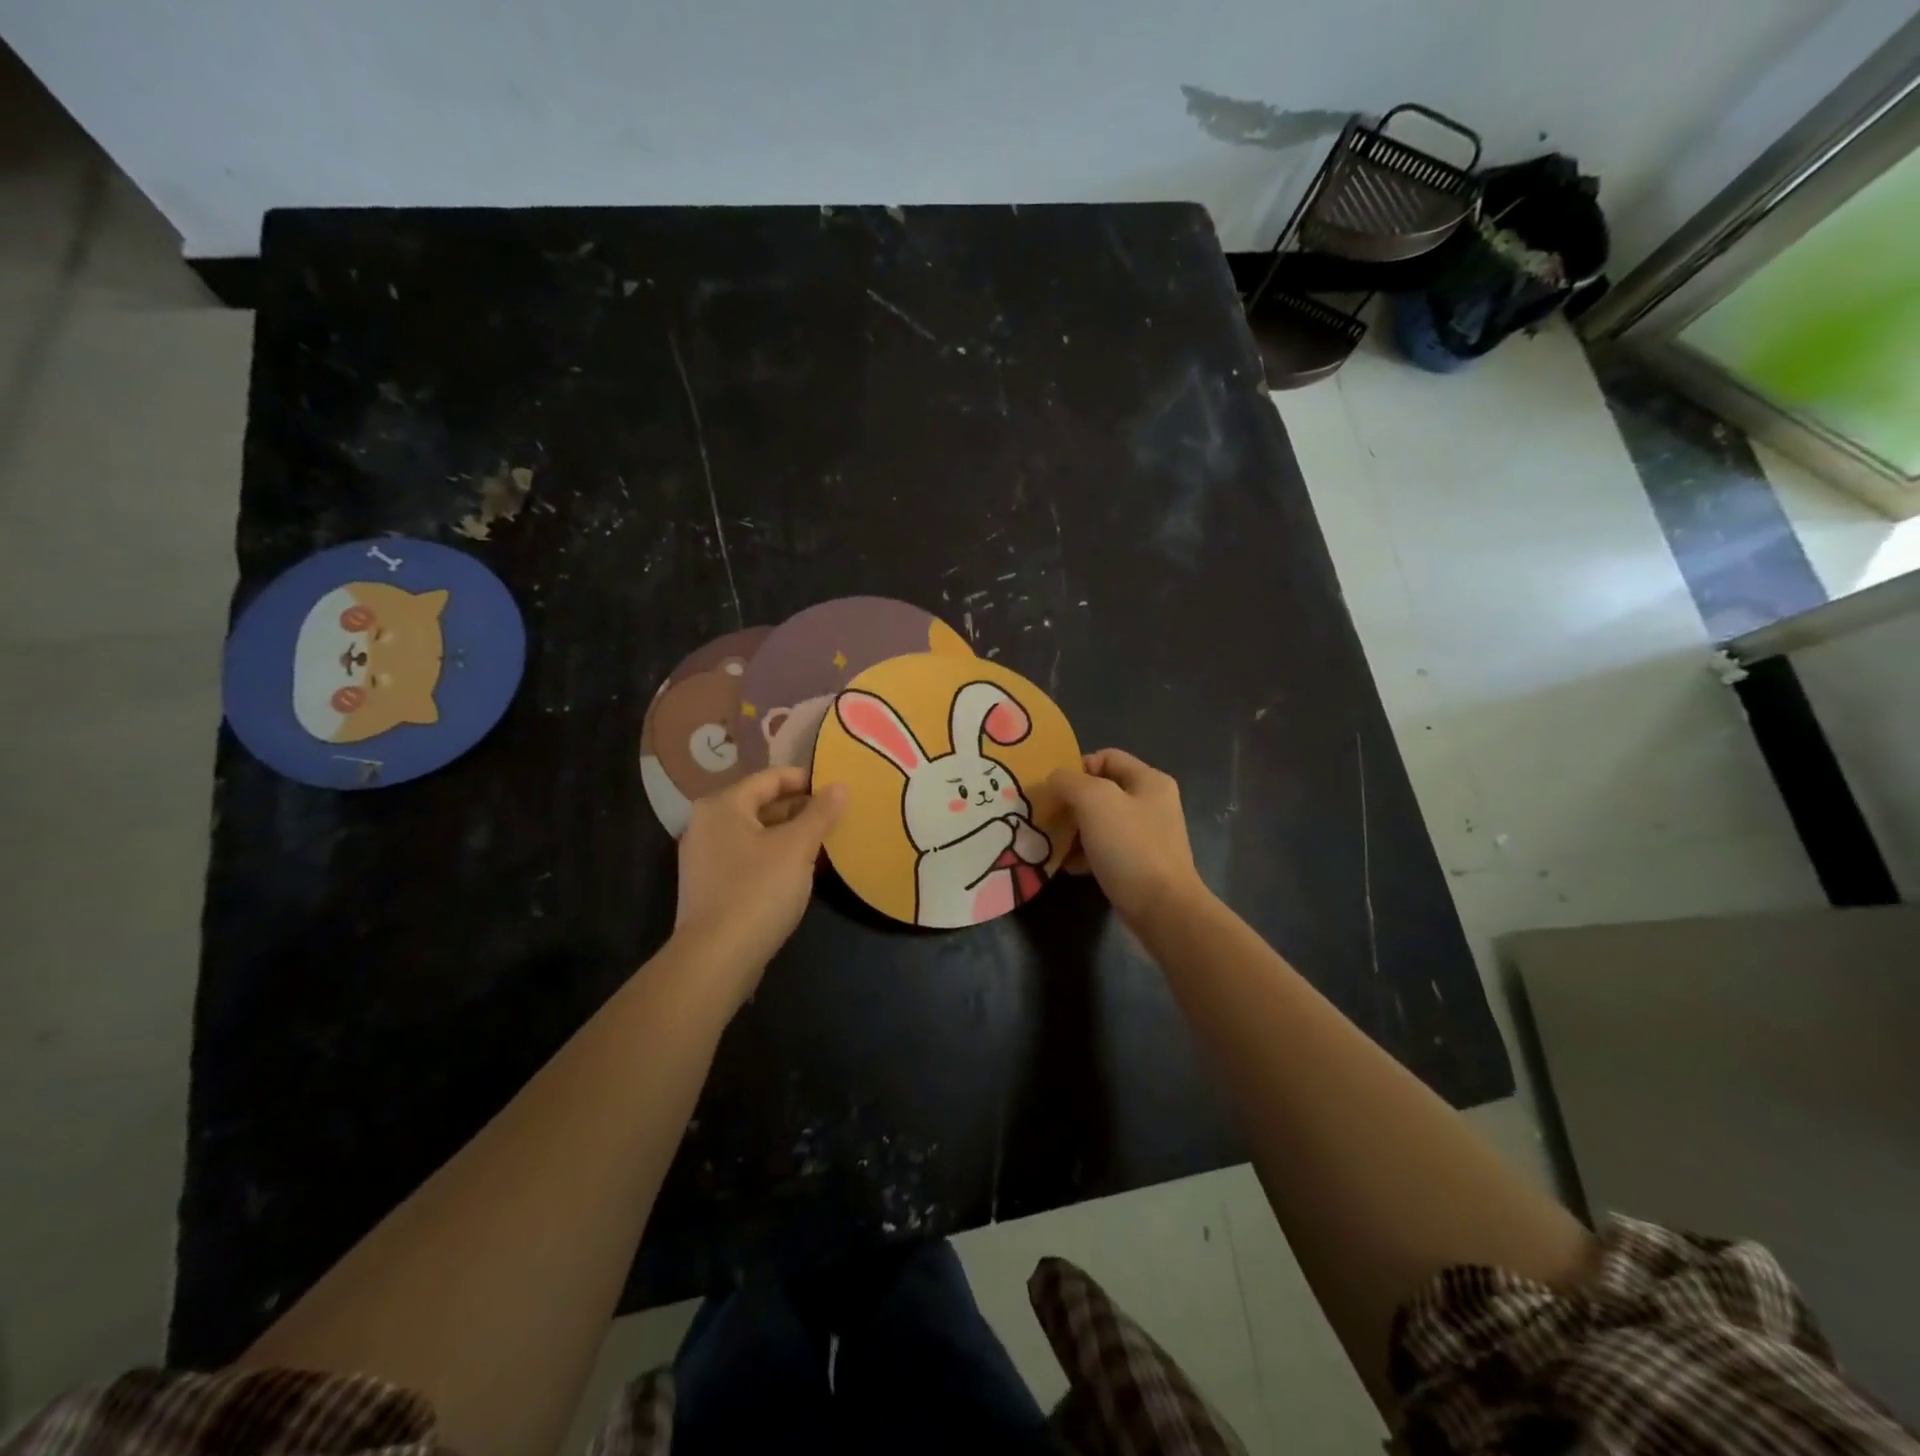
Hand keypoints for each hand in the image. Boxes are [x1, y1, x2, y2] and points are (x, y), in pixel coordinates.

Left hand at [674, 767, 845, 1007]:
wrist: (716, 958)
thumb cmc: (758, 890)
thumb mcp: (797, 847)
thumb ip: (820, 813)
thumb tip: (840, 786)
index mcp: (723, 805)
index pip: (770, 778)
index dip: (806, 780)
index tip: (837, 790)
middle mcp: (706, 824)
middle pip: (761, 804)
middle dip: (799, 809)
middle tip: (835, 817)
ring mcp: (704, 857)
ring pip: (756, 832)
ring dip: (788, 834)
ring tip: (823, 841)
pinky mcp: (710, 886)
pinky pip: (747, 857)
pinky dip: (773, 855)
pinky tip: (798, 870)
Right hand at [1048, 749, 1204, 925]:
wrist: (1162, 909)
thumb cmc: (1129, 847)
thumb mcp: (1094, 801)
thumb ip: (1069, 781)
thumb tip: (1055, 780)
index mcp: (1149, 780)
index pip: (1105, 757)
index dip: (1076, 768)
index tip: (1054, 790)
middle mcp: (1151, 803)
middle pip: (1100, 791)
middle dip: (1070, 802)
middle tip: (1046, 817)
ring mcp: (1146, 836)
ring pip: (1099, 822)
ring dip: (1073, 830)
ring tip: (1051, 843)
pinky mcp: (1138, 864)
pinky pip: (1104, 849)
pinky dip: (1084, 854)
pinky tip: (1067, 865)